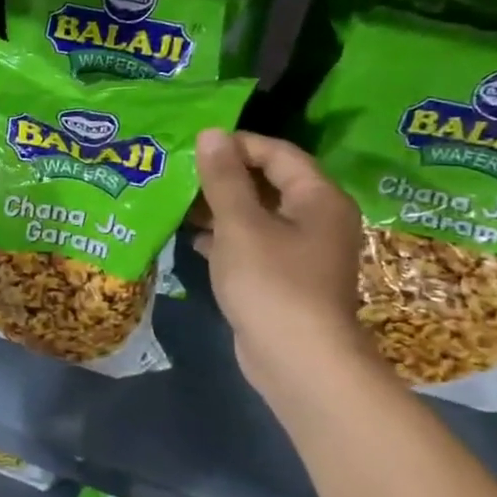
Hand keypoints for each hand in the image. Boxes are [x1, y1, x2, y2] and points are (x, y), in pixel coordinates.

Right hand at [190, 129, 368, 390]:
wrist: (299, 363)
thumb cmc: (272, 283)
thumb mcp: (240, 225)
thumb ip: (223, 178)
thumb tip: (211, 133)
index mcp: (317, 198)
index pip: (277, 153)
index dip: (236, 145)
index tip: (194, 147)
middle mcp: (316, 219)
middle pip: (268, 182)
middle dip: (224, 176)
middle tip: (180, 171)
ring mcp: (302, 252)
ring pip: (257, 215)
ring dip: (220, 207)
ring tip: (178, 200)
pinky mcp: (284, 279)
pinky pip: (253, 244)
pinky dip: (226, 238)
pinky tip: (193, 239)